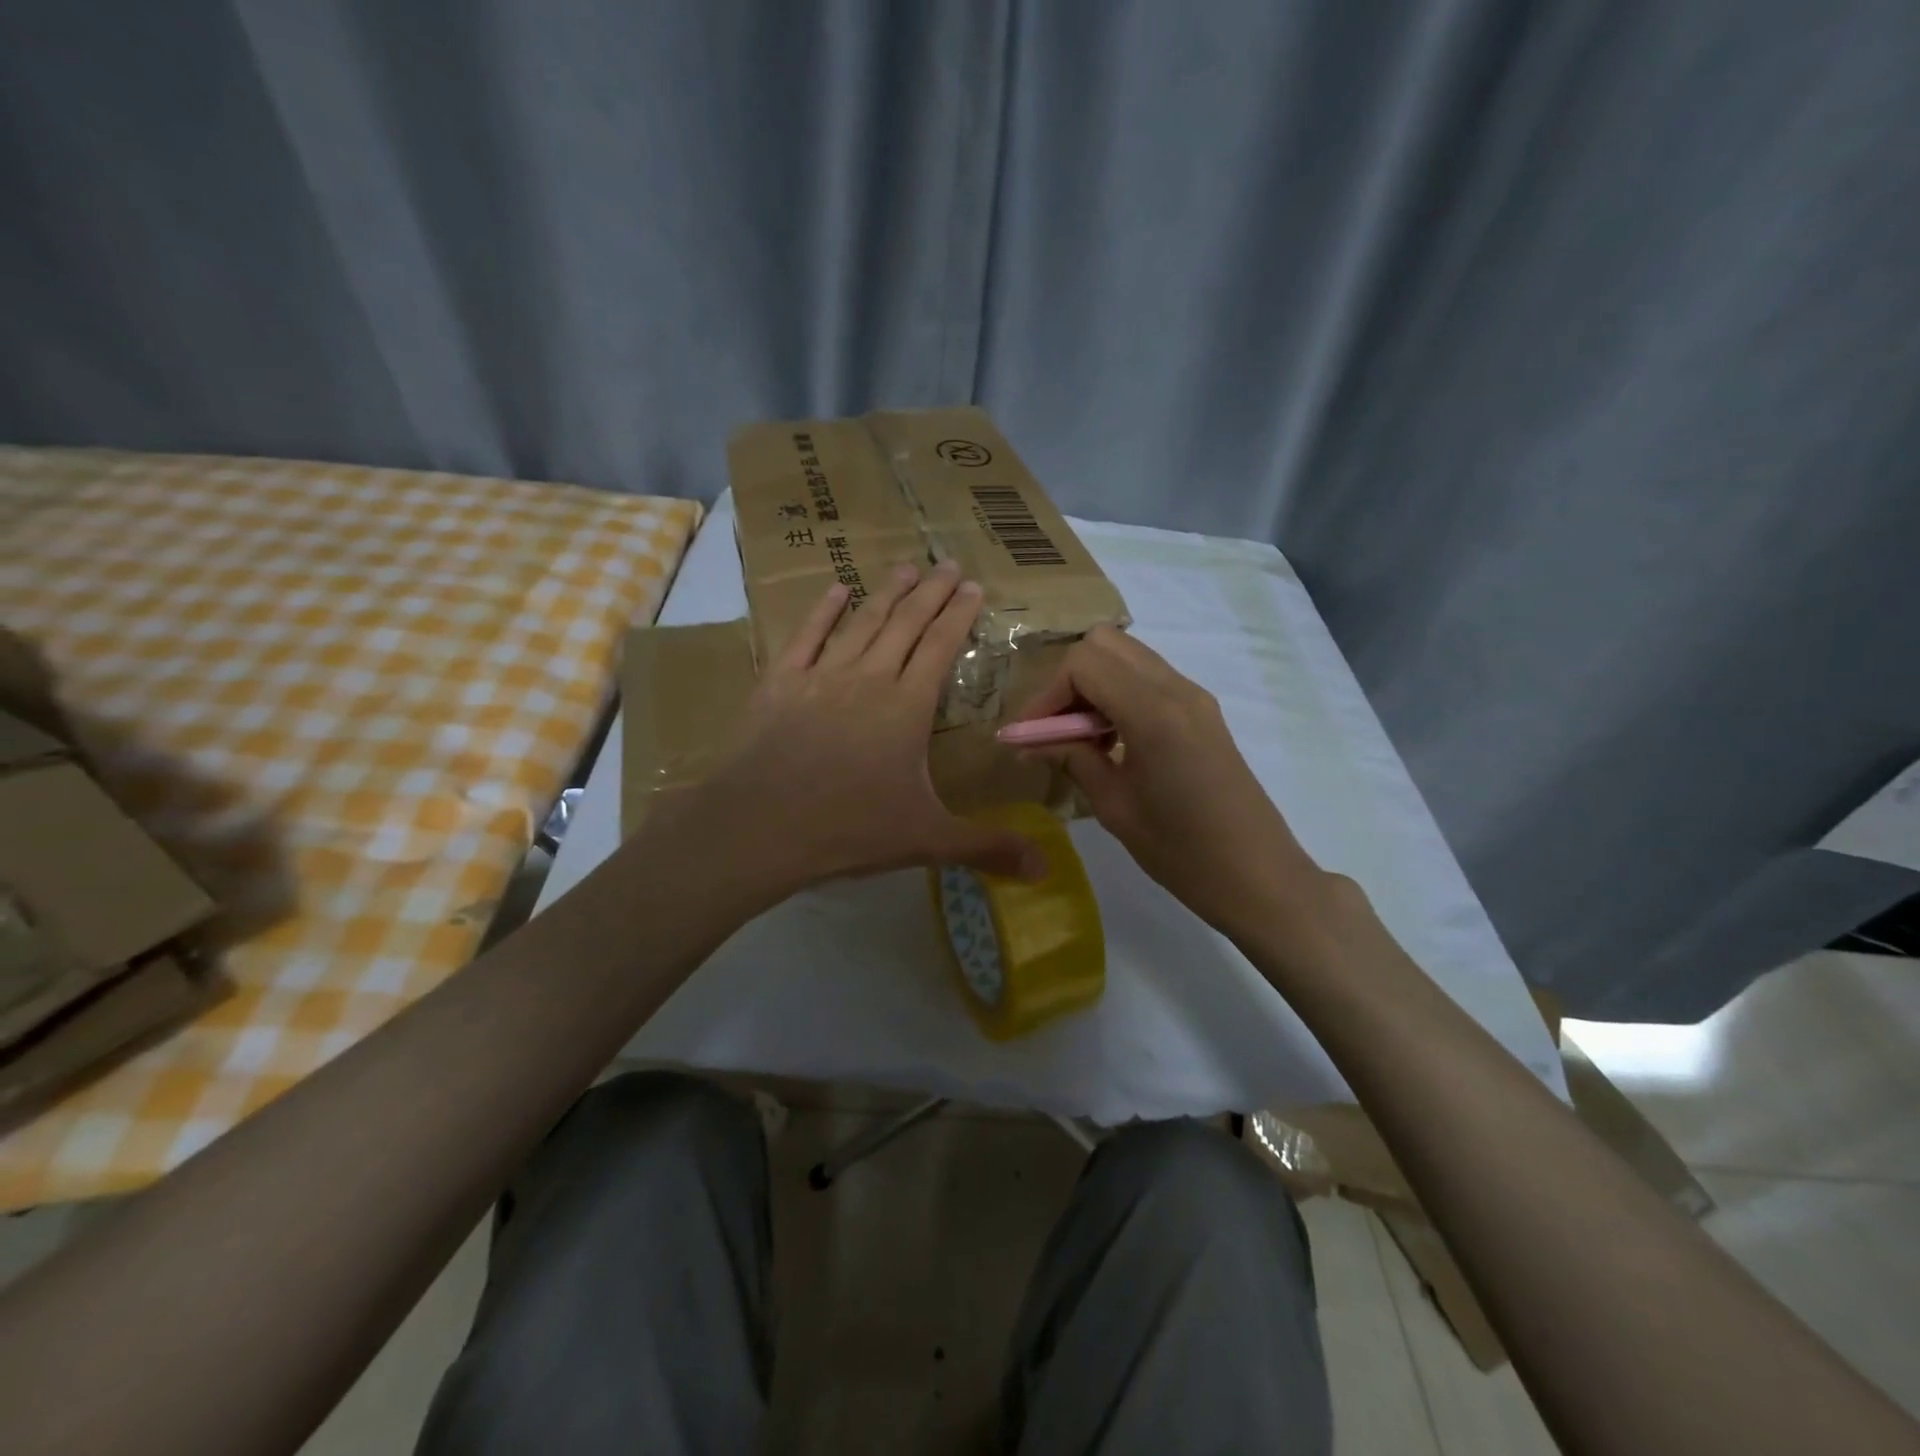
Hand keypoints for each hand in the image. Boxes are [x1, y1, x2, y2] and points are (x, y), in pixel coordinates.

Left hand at [696, 561, 1045, 897]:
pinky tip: (836, 589)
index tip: (973, 587)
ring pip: (862, 622)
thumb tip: (1045, 869)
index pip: (941, 647)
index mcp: (907, 707)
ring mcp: (822, 675)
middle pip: (906, 624)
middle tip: (949, 564)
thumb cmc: (848, 829)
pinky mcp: (780, 681)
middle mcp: (869, 678)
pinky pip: (807, 635)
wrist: (759, 826)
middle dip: (932, 593)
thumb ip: (987, 847)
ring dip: (886, 593)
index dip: (959, 616)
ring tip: (905, 568)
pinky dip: (824, 610)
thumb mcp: (927, 839)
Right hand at [1011, 626, 1331, 933]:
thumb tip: (1028, 743)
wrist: (1259, 876)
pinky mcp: (1203, 711)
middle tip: (1056, 728)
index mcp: (1153, 712)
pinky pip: (1149, 678)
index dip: (1047, 694)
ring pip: (1128, 656)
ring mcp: (1195, 696)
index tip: (1031, 735)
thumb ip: (1071, 760)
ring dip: (1094, 684)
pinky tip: (1111, 741)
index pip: (1083, 663)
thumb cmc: (1183, 853)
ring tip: (1081, 737)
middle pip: (1105, 643)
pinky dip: (1118, 693)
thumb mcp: (1115, 807)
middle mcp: (1177, 689)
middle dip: (1069, 679)